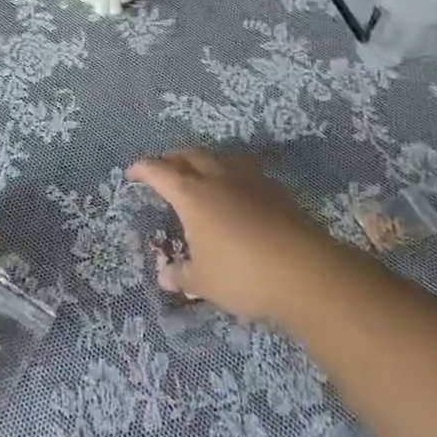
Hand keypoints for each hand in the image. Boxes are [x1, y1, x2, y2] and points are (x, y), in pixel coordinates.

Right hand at [126, 148, 331, 322]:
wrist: (304, 270)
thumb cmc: (242, 274)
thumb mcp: (204, 282)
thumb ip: (182, 275)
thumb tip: (165, 276)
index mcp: (191, 194)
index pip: (159, 172)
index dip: (142, 169)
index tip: (132, 172)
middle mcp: (217, 177)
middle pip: (189, 154)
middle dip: (173, 158)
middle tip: (165, 167)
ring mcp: (249, 179)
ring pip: (219, 157)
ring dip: (204, 159)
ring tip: (200, 170)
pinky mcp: (275, 188)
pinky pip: (244, 170)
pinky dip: (231, 173)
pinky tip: (236, 189)